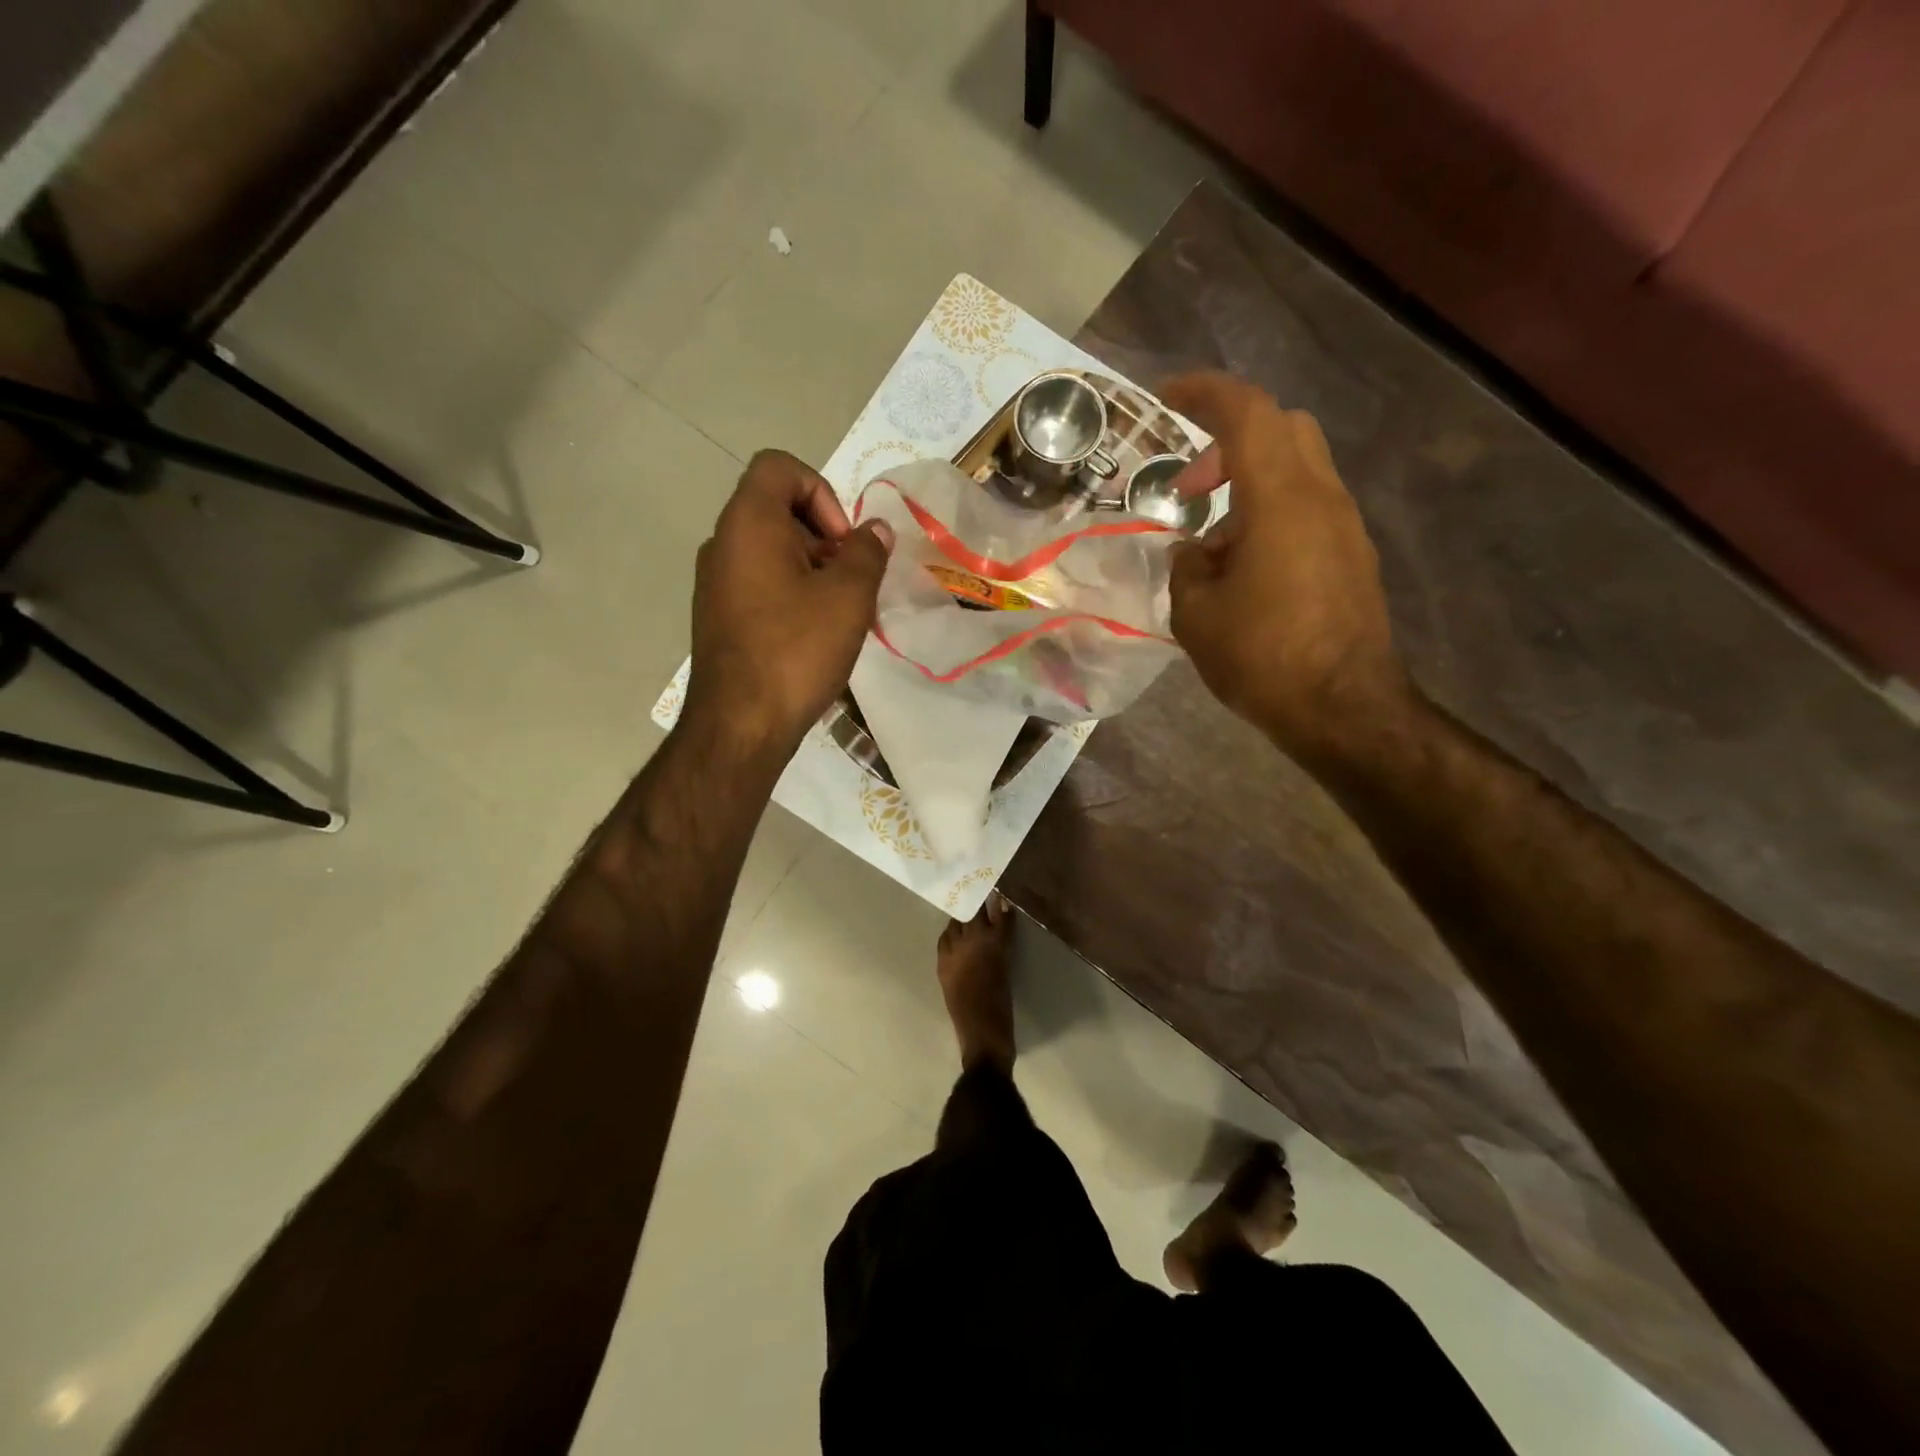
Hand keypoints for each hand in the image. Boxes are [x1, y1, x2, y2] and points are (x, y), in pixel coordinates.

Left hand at [684, 450, 893, 756]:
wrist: (740, 724)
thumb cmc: (796, 650)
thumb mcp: (848, 597)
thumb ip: (867, 553)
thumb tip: (875, 530)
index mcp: (749, 523)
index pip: (780, 467)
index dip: (822, 491)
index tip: (843, 541)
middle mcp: (723, 543)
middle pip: (777, 508)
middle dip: (824, 534)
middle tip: (851, 578)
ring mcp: (715, 582)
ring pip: (770, 549)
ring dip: (811, 567)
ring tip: (840, 611)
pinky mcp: (718, 616)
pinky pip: (759, 582)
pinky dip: (791, 591)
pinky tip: (814, 633)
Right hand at [1161, 372, 1408, 757]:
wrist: (1343, 708)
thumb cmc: (1262, 656)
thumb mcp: (1196, 614)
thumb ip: (1187, 567)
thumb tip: (1196, 552)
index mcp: (1280, 498)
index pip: (1247, 413)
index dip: (1204, 393)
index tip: (1165, 395)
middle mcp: (1322, 497)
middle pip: (1283, 428)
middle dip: (1229, 441)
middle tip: (1190, 487)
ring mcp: (1344, 526)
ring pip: (1297, 469)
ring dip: (1249, 484)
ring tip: (1211, 544)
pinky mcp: (1353, 556)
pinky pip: (1308, 508)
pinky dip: (1270, 514)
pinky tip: (1244, 569)